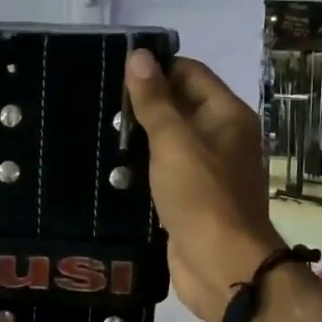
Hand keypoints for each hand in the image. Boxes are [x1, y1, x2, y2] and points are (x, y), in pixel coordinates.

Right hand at [124, 51, 285, 321]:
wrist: (220, 266)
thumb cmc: (202, 197)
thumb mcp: (174, 142)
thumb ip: (154, 100)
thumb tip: (139, 55)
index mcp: (226, 116)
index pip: (190, 73)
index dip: (156, 68)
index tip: (114, 70)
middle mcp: (220, 138)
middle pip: (178, 105)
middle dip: (142, 103)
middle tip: (97, 101)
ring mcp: (205, 170)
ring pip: (167, 141)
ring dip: (137, 137)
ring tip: (95, 130)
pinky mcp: (188, 198)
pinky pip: (161, 171)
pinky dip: (140, 167)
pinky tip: (108, 166)